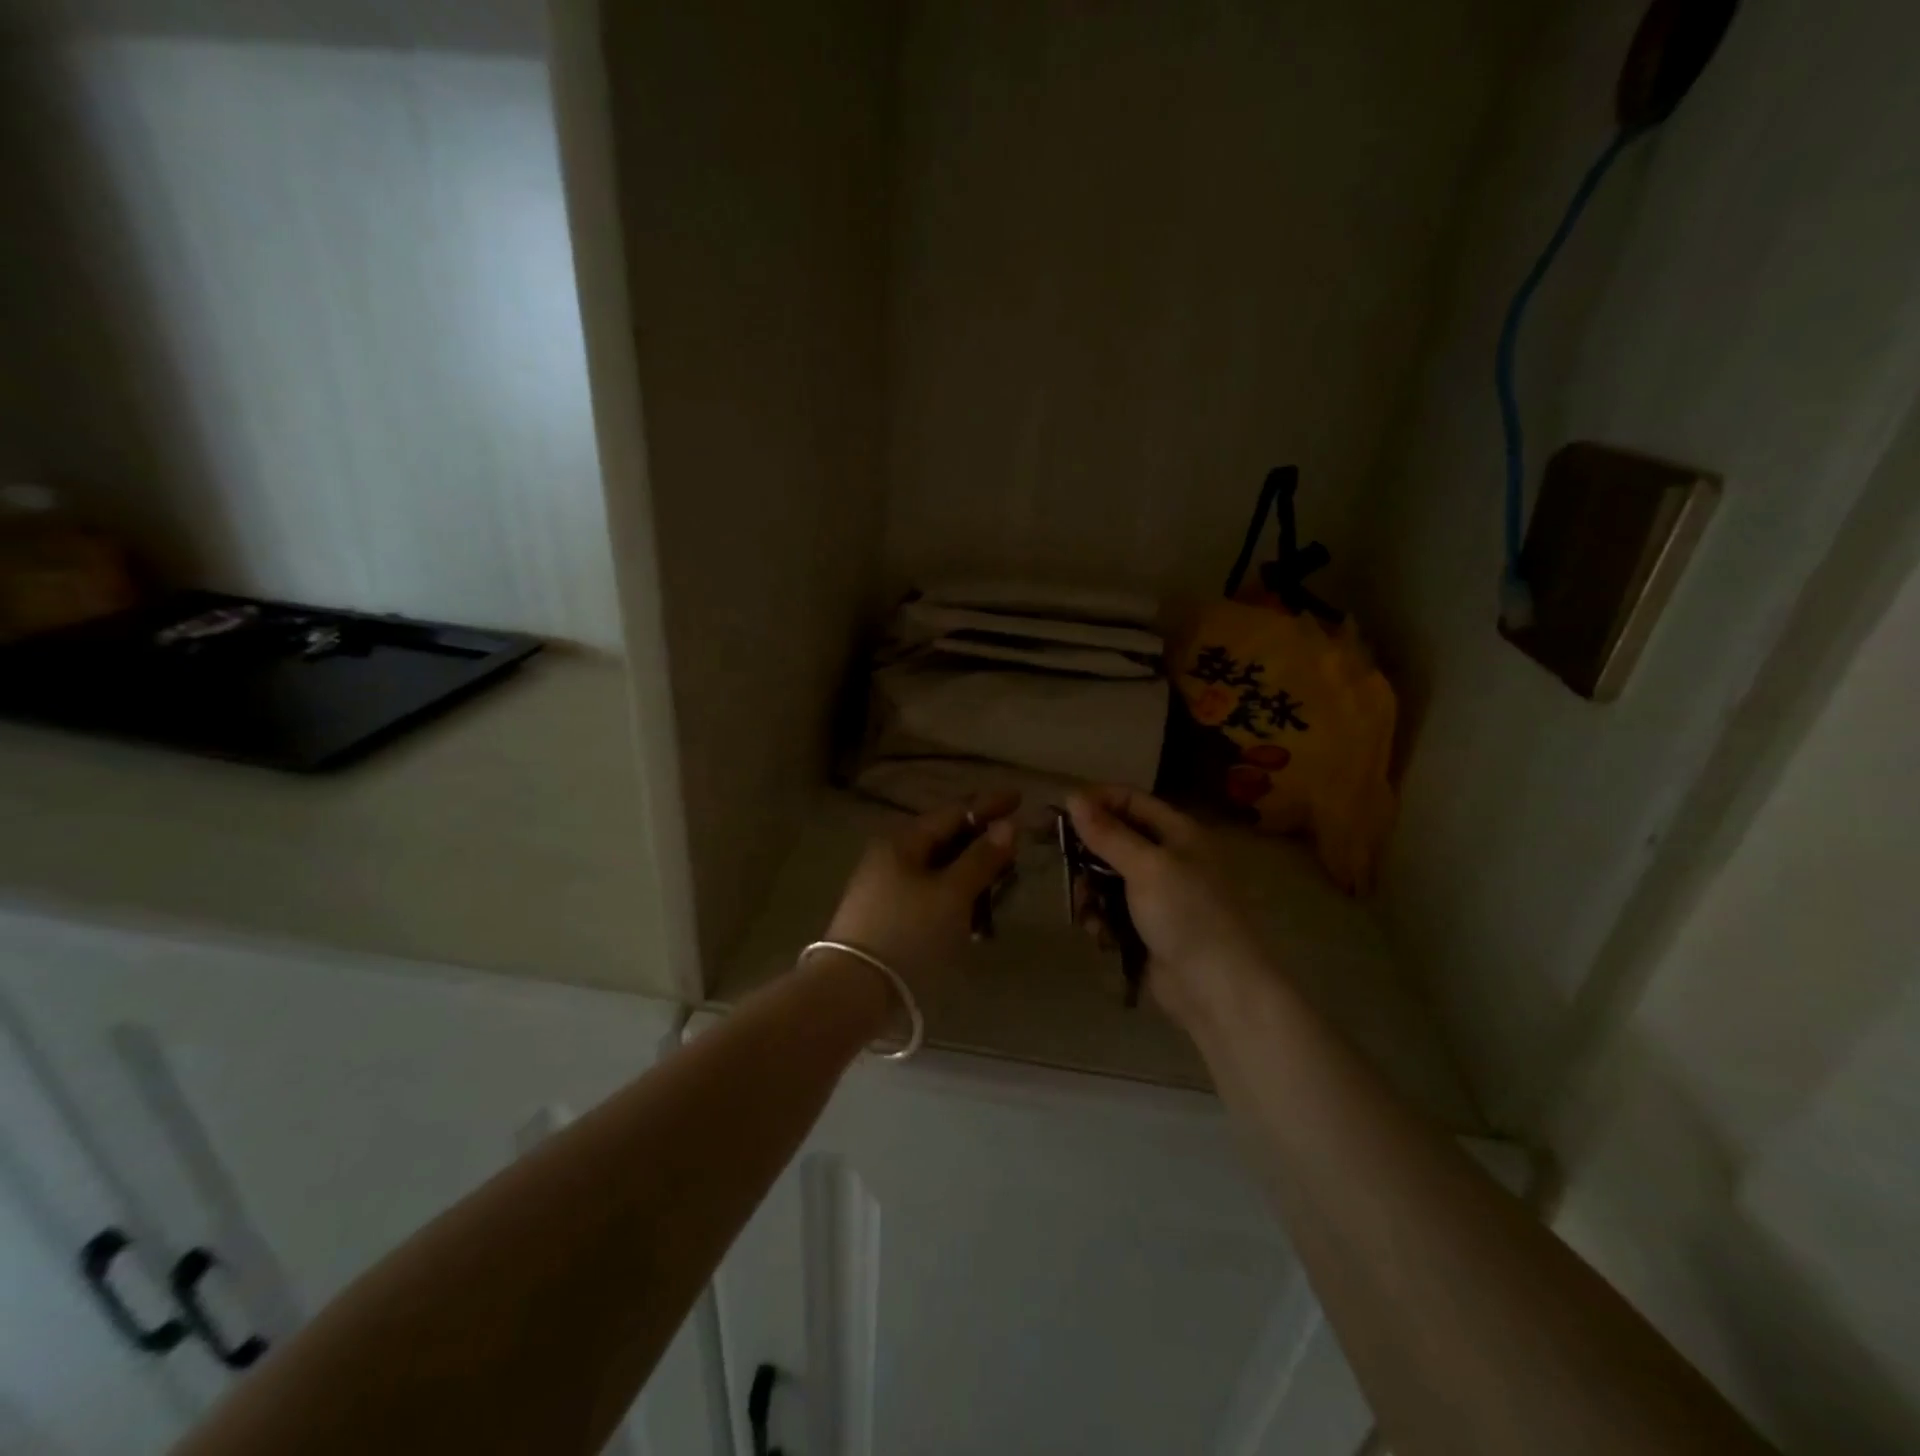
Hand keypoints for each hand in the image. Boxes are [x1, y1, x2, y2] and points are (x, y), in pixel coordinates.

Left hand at [825, 793, 1019, 1003]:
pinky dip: (956, 896)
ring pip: (939, 868)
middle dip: (981, 840)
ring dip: (971, 871)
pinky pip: (931, 893)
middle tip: (1015, 843)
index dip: (989, 805)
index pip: (953, 812)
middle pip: (945, 839)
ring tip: (1001, 880)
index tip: (1020, 797)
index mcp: (903, 841)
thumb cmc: (908, 934)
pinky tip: (975, 913)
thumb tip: (1008, 826)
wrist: (853, 991)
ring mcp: (886, 887)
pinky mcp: (888, 916)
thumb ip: (981, 858)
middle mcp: (891, 856)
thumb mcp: (952, 894)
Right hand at [1067, 786, 1271, 1032]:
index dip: (1094, 801)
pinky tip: (1100, 934)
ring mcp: (1157, 894)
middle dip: (1085, 853)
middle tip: (1060, 864)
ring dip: (1090, 891)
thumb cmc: (1186, 915)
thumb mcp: (1146, 867)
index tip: (1057, 813)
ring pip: (1107, 877)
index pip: (1129, 800)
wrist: (1217, 988)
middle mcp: (1167, 857)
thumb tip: (1073, 796)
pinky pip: (1112, 910)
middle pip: (1114, 839)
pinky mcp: (1146, 926)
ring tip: (1085, 910)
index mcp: (1177, 833)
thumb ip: (1108, 833)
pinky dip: (1101, 919)